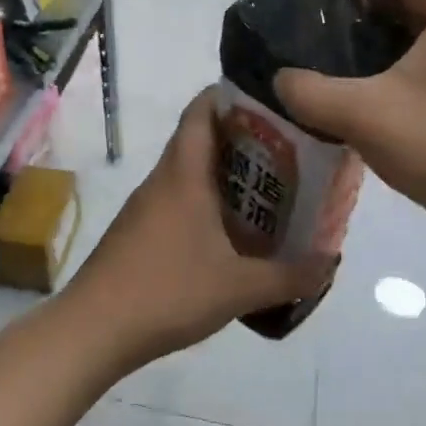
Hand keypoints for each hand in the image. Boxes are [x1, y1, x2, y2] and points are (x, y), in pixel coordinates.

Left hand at [62, 90, 337, 373]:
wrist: (93, 329)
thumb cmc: (168, 291)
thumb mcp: (239, 288)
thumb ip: (291, 275)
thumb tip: (332, 262)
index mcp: (184, 173)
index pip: (201, 110)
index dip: (231, 95)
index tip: (269, 101)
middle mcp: (163, 179)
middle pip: (200, 138)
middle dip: (242, 138)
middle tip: (287, 148)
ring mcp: (147, 205)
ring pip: (190, 171)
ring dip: (225, 173)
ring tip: (269, 187)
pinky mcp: (139, 230)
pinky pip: (179, 199)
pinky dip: (207, 201)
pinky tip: (232, 230)